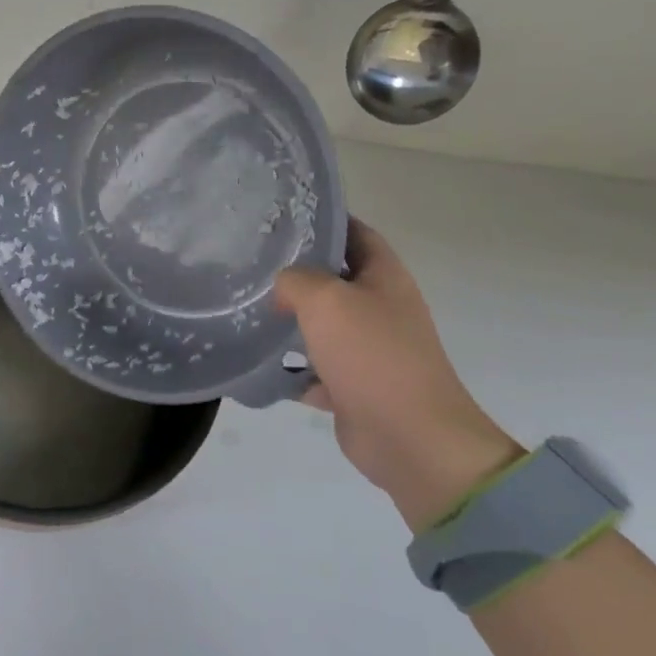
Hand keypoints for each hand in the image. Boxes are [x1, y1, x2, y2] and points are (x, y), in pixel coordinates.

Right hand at [274, 221, 520, 529]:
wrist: (410, 438)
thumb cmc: (372, 354)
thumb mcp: (326, 299)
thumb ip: (295, 279)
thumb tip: (282, 285)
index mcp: (384, 277)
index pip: (353, 232)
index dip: (321, 220)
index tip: (278, 217)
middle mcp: (379, 307)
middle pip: (332, 278)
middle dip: (295, 271)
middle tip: (250, 262)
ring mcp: (367, 348)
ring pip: (320, 324)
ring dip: (288, 320)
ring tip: (245, 308)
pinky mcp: (352, 385)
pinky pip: (313, 369)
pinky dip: (289, 368)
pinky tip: (256, 362)